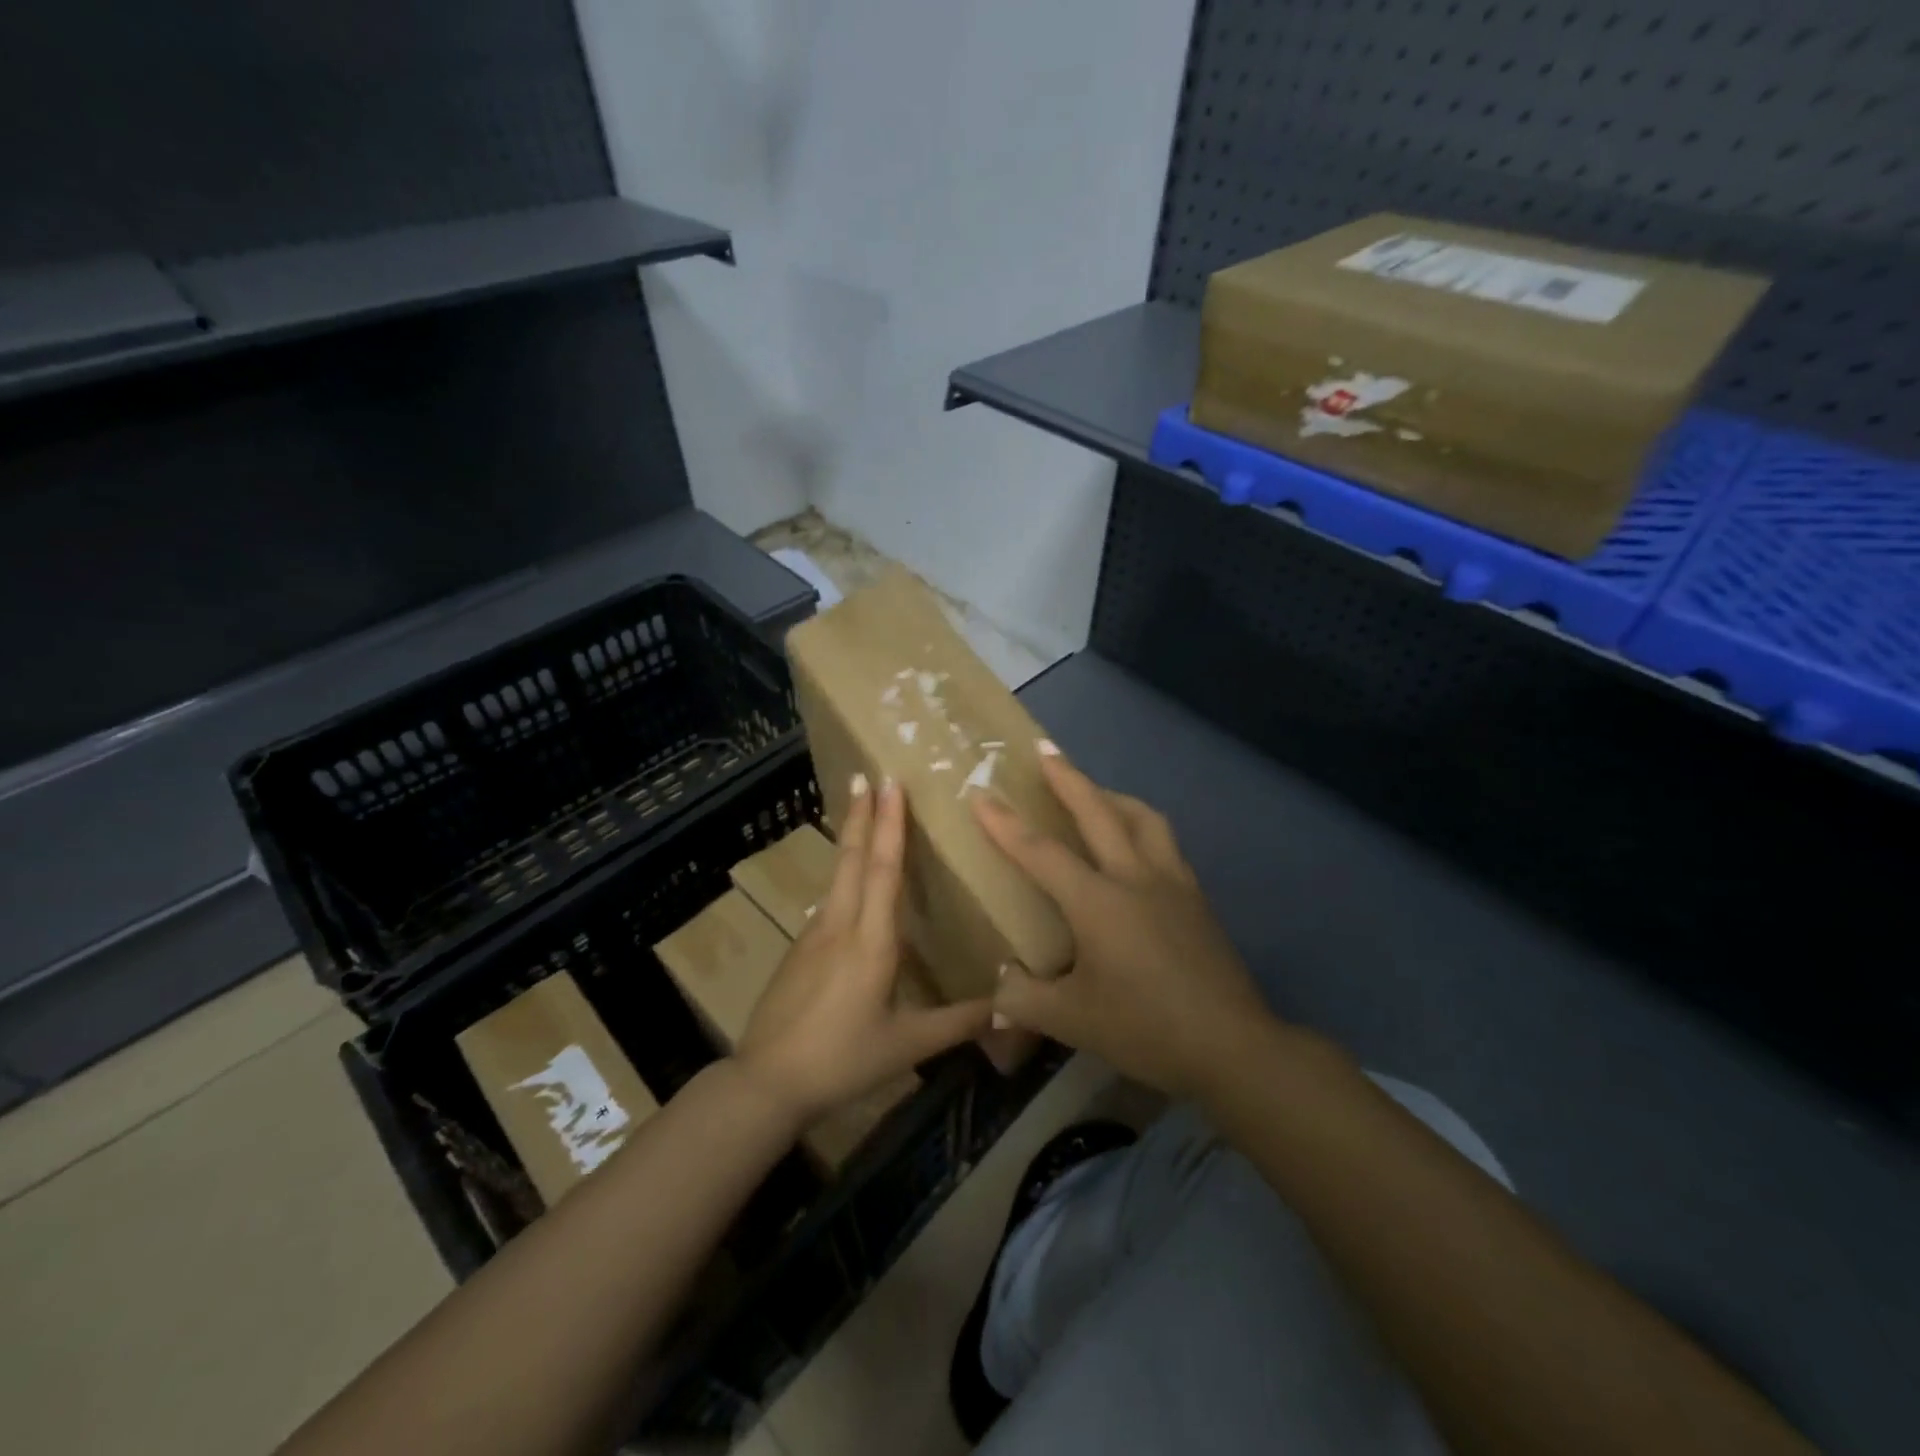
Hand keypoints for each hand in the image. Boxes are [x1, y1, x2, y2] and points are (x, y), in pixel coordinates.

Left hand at [736, 774, 993, 1125]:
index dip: (889, 824)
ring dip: (850, 838)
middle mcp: (840, 924)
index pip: (882, 869)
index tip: (889, 783)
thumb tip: (1011, 1005)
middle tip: (866, 775)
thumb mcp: (908, 1045)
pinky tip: (848, 883)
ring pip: (836, 875)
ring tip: (859, 811)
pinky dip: (842, 874)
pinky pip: (828, 899)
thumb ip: (960, 1022)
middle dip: (862, 814)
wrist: (767, 1081)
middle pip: (852, 858)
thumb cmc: (843, 1059)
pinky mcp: (798, 949)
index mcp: (870, 940)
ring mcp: (813, 934)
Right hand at [971, 745, 1275, 1099]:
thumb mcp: (1072, 1021)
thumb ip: (1024, 1000)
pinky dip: (1143, 826)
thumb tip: (997, 988)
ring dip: (1113, 797)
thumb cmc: (1145, 1027)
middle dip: (1068, 779)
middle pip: (1098, 812)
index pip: (1041, 853)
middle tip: (1046, 752)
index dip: (1005, 824)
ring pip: (1143, 818)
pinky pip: (1165, 842)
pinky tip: (1137, 846)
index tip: (981, 795)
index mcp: (1097, 902)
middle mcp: (1134, 878)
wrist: (1231, 1045)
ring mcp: (1172, 882)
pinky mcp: (1196, 897)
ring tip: (1096, 792)